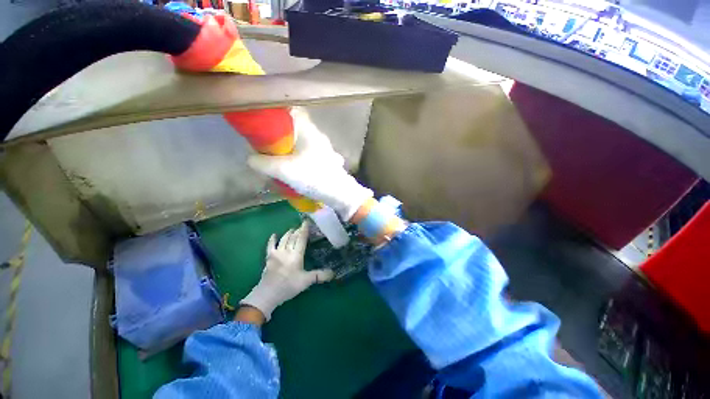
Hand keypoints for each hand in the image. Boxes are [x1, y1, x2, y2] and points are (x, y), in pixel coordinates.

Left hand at [240, 221, 333, 320]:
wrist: (268, 293)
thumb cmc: (288, 286)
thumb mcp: (306, 281)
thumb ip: (319, 275)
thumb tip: (333, 273)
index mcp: (296, 255)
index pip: (301, 238)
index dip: (304, 229)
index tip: (306, 221)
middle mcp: (287, 251)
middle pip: (293, 237)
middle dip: (298, 230)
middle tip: (301, 225)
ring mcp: (277, 253)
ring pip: (283, 239)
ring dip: (288, 233)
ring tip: (292, 229)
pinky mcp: (269, 257)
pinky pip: (270, 246)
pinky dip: (272, 239)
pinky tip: (274, 235)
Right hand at [247, 107, 372, 220]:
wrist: (339, 193)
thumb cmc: (313, 177)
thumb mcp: (283, 170)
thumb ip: (262, 163)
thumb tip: (251, 158)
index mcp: (308, 130)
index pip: (291, 110)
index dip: (276, 113)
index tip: (263, 122)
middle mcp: (318, 135)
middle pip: (295, 128)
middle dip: (280, 136)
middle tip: (268, 147)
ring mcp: (325, 148)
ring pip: (303, 142)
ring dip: (291, 149)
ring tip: (280, 161)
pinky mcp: (327, 159)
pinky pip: (309, 153)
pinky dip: (300, 158)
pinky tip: (296, 168)